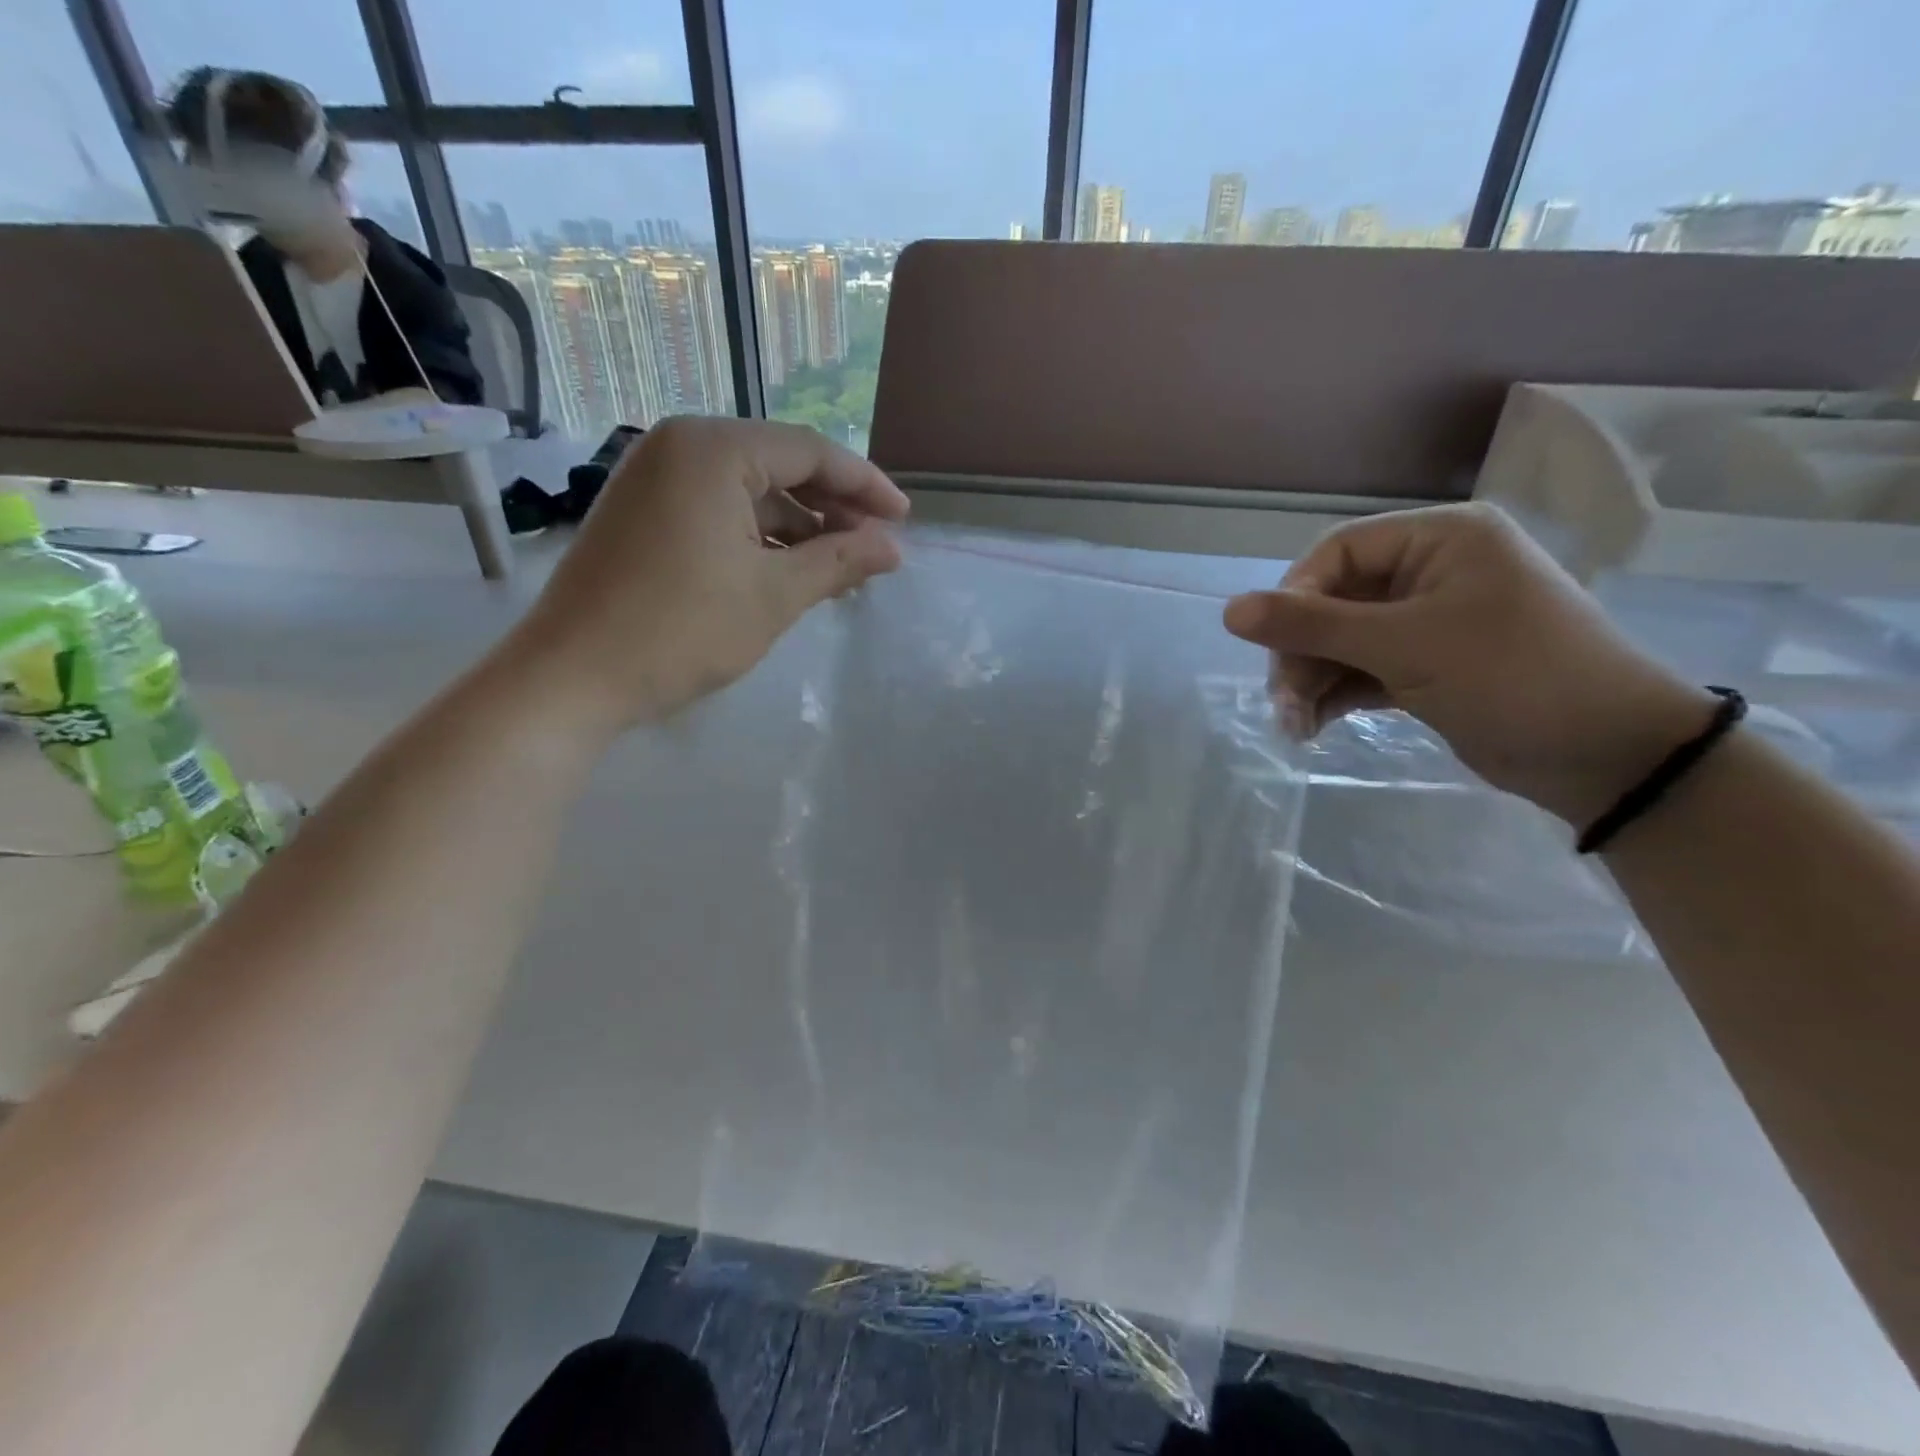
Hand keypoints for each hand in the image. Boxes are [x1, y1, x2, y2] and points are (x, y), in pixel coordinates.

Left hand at [505, 417, 908, 740]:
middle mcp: (680, 445)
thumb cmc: (681, 629)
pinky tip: (787, 569)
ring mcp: (654, 477)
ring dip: (798, 526)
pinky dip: (758, 536)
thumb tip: (893, 548)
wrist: (572, 676)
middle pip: (780, 464)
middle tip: (874, 547)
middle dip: (833, 507)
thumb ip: (839, 562)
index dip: (865, 486)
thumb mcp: (774, 595)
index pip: (811, 451)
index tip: (904, 520)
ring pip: (749, 490)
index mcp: (713, 448)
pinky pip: (718, 509)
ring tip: (839, 566)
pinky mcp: (642, 511)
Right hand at [1222, 502, 1717, 828]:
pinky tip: (1312, 727)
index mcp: (1440, 540)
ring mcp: (1428, 623)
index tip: (1273, 645)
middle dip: (1301, 652)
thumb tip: (1229, 610)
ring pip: (1342, 641)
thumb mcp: (1405, 646)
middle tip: (1282, 700)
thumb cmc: (1512, 676)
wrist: (1606, 756)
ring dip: (1311, 681)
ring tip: (1294, 726)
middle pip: (1334, 601)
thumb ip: (1313, 626)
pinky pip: (1361, 670)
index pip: (1338, 552)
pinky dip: (1334, 696)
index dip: (1295, 596)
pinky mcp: (1426, 667)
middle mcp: (1431, 572)